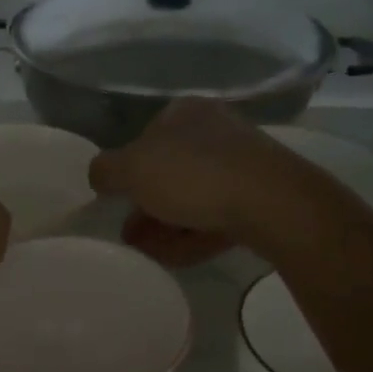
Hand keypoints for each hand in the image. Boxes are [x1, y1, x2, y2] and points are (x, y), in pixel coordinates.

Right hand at [90, 100, 286, 263]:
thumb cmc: (193, 176)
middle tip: (129, 236)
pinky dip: (193, 235)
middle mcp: (213, 131)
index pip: (143, 139)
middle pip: (168, 172)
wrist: (273, 203)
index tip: (116, 202)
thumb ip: (105, 170)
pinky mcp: (260, 196)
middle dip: (146, 207)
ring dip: (165, 226)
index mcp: (183, 113)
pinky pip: (216, 216)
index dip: (127, 172)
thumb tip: (99, 175)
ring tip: (148, 254)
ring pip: (192, 198)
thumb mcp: (132, 170)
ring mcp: (241, 164)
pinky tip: (176, 258)